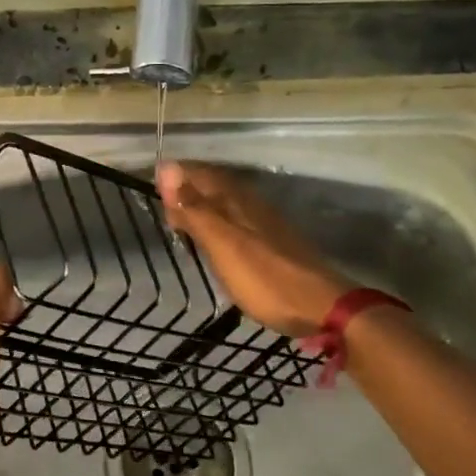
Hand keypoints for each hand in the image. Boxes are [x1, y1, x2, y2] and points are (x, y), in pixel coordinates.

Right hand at [156, 162, 349, 337]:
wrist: (322, 306)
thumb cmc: (264, 278)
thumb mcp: (222, 244)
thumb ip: (194, 209)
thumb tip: (166, 169)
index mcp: (235, 199)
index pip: (198, 173)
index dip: (175, 176)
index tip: (154, 187)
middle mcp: (250, 202)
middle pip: (213, 185)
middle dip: (187, 190)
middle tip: (165, 209)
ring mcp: (265, 222)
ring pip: (226, 202)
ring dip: (203, 207)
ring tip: (183, 224)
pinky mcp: (274, 241)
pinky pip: (238, 219)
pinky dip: (220, 223)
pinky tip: (217, 240)